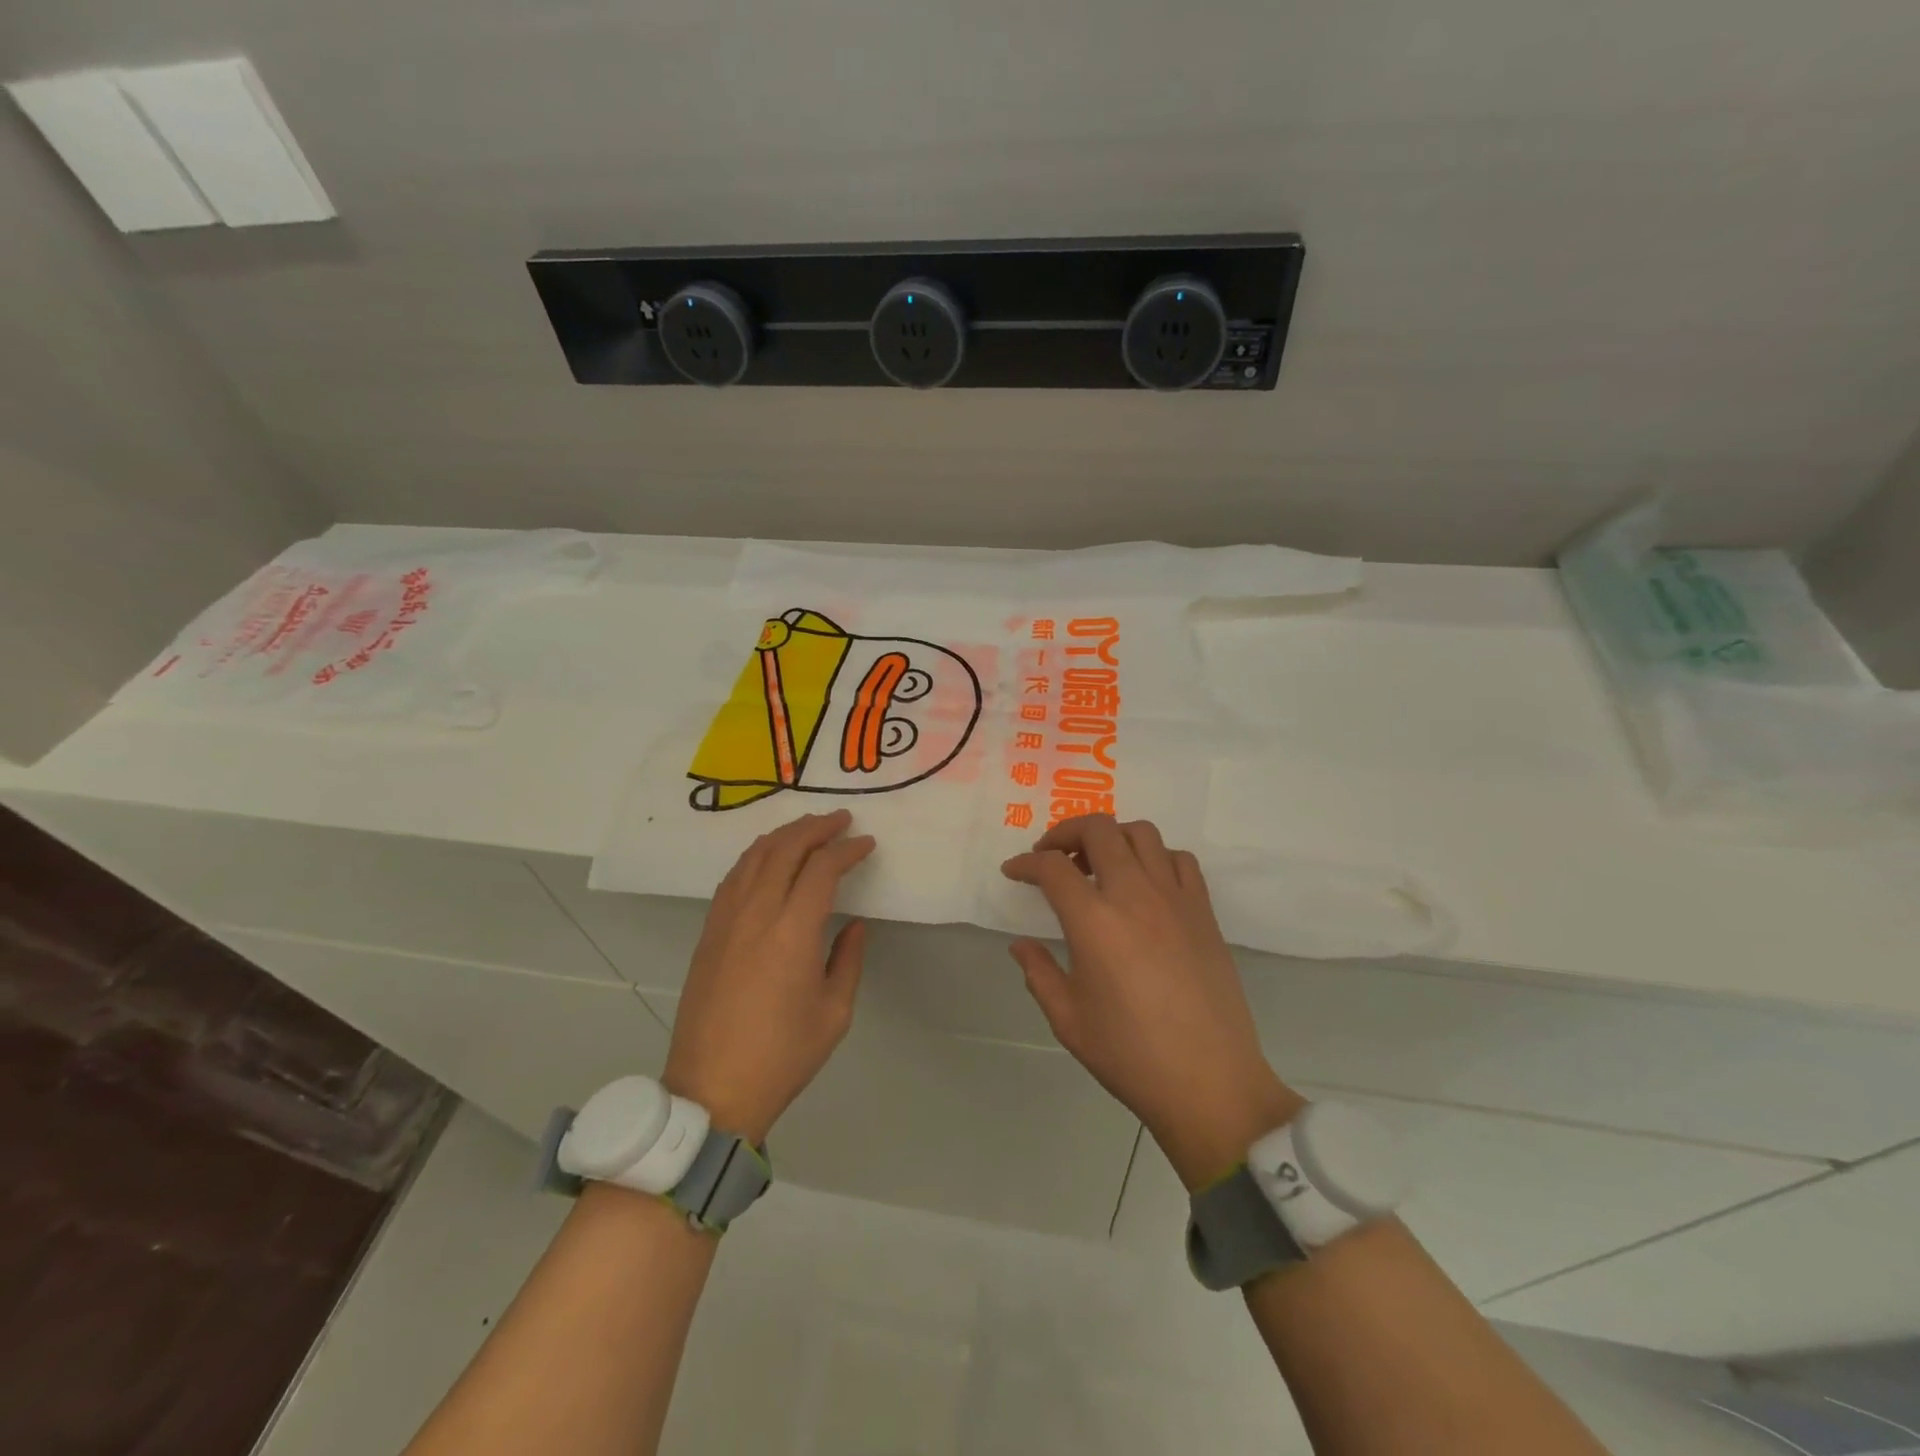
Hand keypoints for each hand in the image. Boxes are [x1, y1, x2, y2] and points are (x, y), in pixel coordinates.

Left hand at [663, 810, 874, 1143]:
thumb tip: (853, 923)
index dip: (847, 850)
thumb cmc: (782, 1056)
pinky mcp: (708, 933)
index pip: (821, 869)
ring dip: (784, 835)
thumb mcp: (834, 1012)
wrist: (712, 1090)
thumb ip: (847, 959)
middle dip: (815, 827)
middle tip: (841, 820)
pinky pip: (733, 877)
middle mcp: (756, 914)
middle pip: (784, 849)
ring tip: (808, 829)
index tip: (866, 844)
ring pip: (753, 856)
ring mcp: (725, 921)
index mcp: (792, 933)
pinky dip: (756, 856)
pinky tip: (769, 858)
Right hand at [1002, 815, 1303, 1189]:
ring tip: (1098, 864)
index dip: (1025, 864)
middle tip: (1052, 857)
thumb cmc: (1130, 1056)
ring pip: (1142, 834)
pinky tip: (1145, 884)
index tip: (1014, 872)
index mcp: (1094, 921)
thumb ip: (1039, 973)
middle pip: (1098, 830)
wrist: (1209, 1083)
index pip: (1052, 868)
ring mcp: (1175, 898)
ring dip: (1112, 837)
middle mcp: (1134, 895)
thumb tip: (1021, 945)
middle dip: (1065, 833)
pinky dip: (1155, 857)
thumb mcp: (1068, 1020)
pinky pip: (1180, 860)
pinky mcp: (1204, 911)